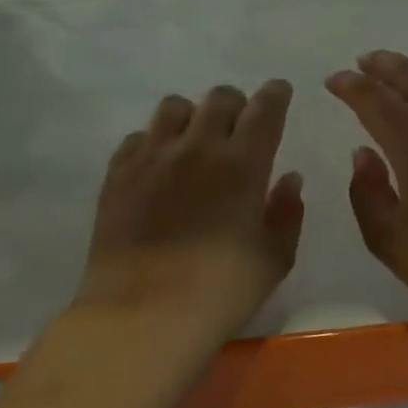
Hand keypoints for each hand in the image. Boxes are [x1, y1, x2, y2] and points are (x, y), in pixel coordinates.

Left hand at [75, 81, 303, 332]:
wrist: (142, 316)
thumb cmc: (220, 292)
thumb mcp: (274, 259)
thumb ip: (287, 213)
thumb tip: (289, 178)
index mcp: (243, 164)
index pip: (264, 109)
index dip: (275, 95)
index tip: (279, 92)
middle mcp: (198, 147)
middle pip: (219, 98)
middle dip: (236, 104)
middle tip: (238, 127)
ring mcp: (152, 157)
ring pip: (174, 107)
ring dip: (192, 117)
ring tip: (194, 142)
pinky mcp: (118, 174)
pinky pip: (138, 137)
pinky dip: (155, 142)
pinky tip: (159, 168)